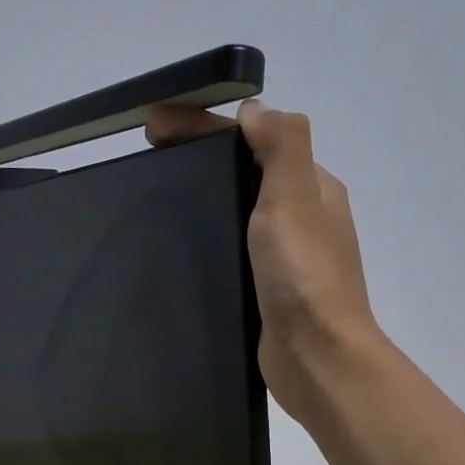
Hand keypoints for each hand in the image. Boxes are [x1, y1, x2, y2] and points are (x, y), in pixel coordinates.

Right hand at [145, 99, 381, 418]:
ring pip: (238, 207)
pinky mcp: (266, 287)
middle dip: (198, 153)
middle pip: (244, 169)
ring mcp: (284, 254)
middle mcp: (301, 215)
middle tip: (147, 154)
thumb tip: (255, 109)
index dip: (204, 125)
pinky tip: (180, 242)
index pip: (253, 138)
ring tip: (155, 194)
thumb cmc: (303, 275)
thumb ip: (281, 145)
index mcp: (310, 186)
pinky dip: (208, 232)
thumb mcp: (294, 197)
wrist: (317, 356)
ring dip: (201, 192)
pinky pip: (234, 246)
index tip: (154, 125)